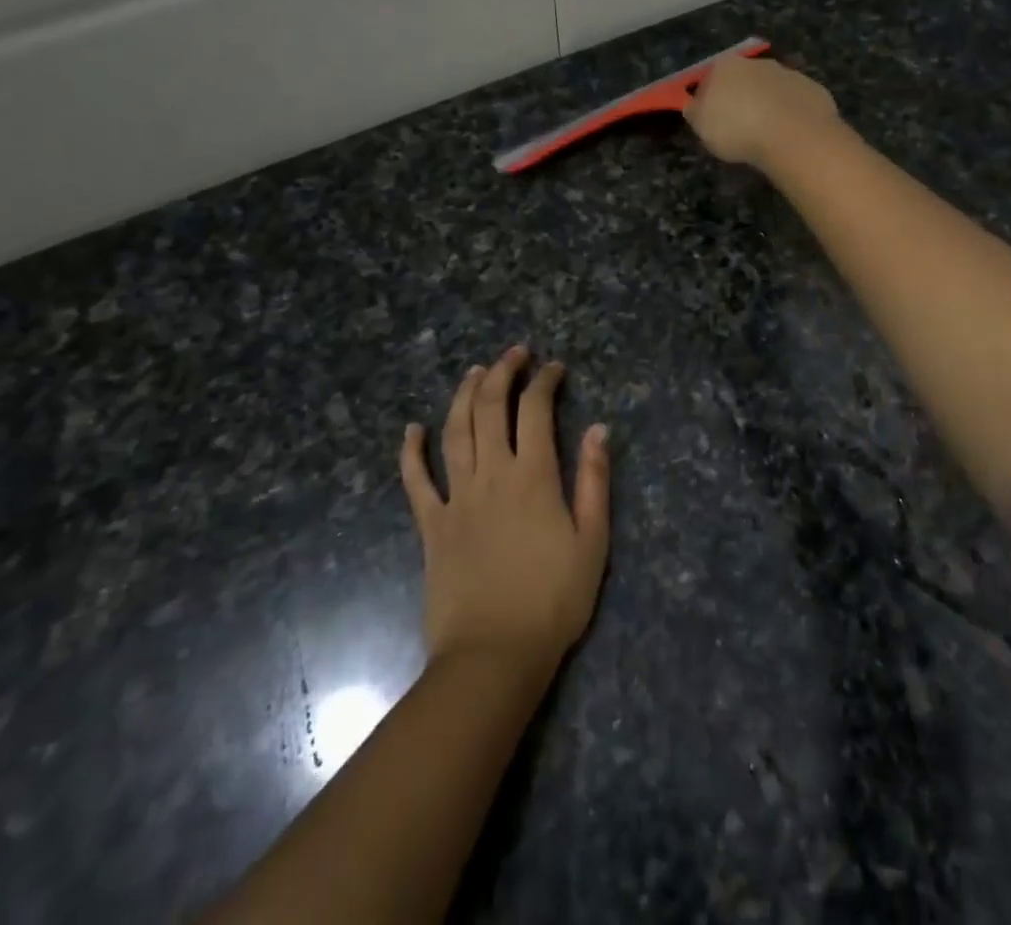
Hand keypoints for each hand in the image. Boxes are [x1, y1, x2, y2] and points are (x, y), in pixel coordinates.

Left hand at [400, 347, 610, 676]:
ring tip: (474, 371)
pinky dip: (411, 451)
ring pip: (455, 431)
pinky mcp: (431, 525)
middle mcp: (492, 475)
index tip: (555, 368)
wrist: (494, 656)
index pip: (536, 410)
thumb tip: (599, 429)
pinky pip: (415, 481)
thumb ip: (595, 481)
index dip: (544, 381)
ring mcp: (456, 498)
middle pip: (491, 408)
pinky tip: (411, 429)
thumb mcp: (592, 542)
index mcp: (533, 477)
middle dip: (502, 372)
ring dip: (464, 395)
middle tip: (514, 354)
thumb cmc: (553, 601)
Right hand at [684, 57, 843, 170]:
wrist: (794, 135)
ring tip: (765, 134)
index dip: (707, 100)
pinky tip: (788, 134)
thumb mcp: (702, 128)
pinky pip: (795, 102)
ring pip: (771, 89)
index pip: (709, 78)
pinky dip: (790, 114)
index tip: (710, 120)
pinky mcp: (813, 89)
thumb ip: (695, 113)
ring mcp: (789, 74)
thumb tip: (694, 106)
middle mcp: (757, 63)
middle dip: (740, 98)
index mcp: (725, 66)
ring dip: (767, 105)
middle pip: (742, 80)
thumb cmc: (738, 130)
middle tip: (739, 128)